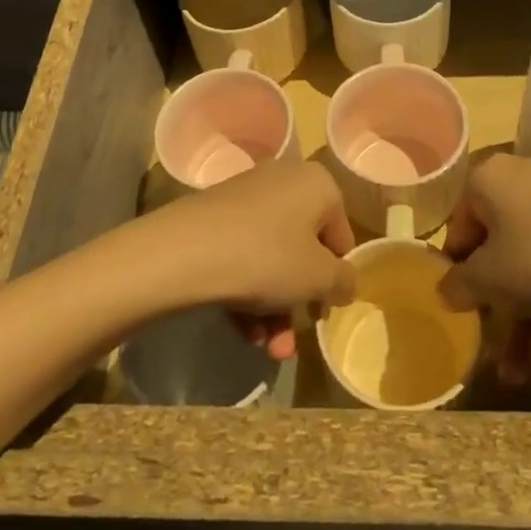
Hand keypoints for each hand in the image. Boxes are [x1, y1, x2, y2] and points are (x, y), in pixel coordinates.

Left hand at [141, 160, 355, 357]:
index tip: (323, 310)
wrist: (185, 252)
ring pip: (271, 258)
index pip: (340, 235)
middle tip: (291, 340)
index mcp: (317, 184)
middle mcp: (284, 180)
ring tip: (266, 348)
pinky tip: (243, 331)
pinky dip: (247, 292)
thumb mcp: (318, 277)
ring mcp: (246, 197)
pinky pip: (243, 256)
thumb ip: (343, 281)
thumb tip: (345, 282)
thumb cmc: (267, 257)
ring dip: (274, 308)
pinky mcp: (215, 217)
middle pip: (303, 249)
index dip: (336, 277)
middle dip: (299, 302)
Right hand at [439, 153, 530, 380]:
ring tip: (517, 374)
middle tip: (490, 346)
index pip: (459, 224)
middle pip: (497, 247)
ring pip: (530, 263)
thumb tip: (446, 290)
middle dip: (494, 305)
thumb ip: (458, 285)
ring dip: (521, 319)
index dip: (456, 269)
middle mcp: (523, 180)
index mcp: (489, 178)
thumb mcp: (489, 280)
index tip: (461, 307)